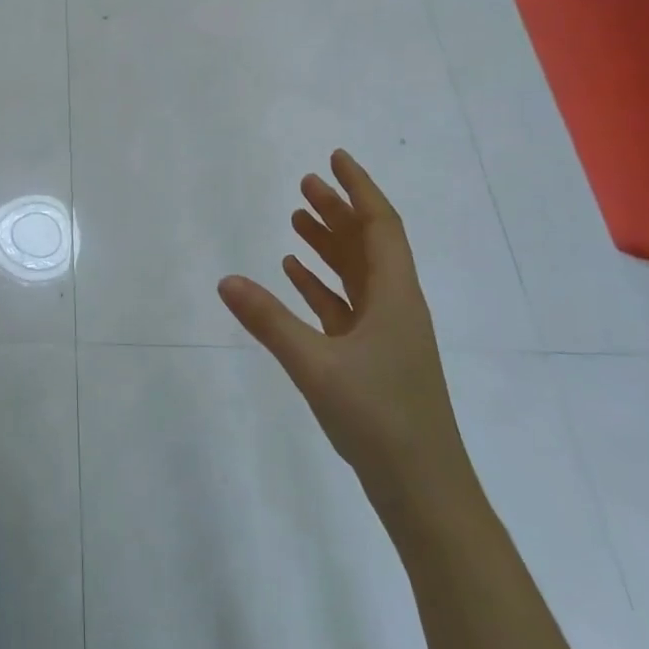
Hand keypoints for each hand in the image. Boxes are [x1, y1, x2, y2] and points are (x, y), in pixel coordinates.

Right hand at [218, 148, 472, 512]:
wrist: (423, 489)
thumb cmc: (379, 418)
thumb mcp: (316, 365)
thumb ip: (269, 321)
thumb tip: (225, 280)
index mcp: (396, 297)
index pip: (381, 225)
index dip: (359, 189)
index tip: (335, 158)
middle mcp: (395, 306)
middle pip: (367, 244)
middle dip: (338, 210)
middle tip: (304, 183)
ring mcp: (386, 333)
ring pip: (356, 274)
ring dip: (328, 244)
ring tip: (295, 218)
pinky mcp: (373, 358)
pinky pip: (345, 305)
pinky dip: (320, 284)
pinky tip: (293, 275)